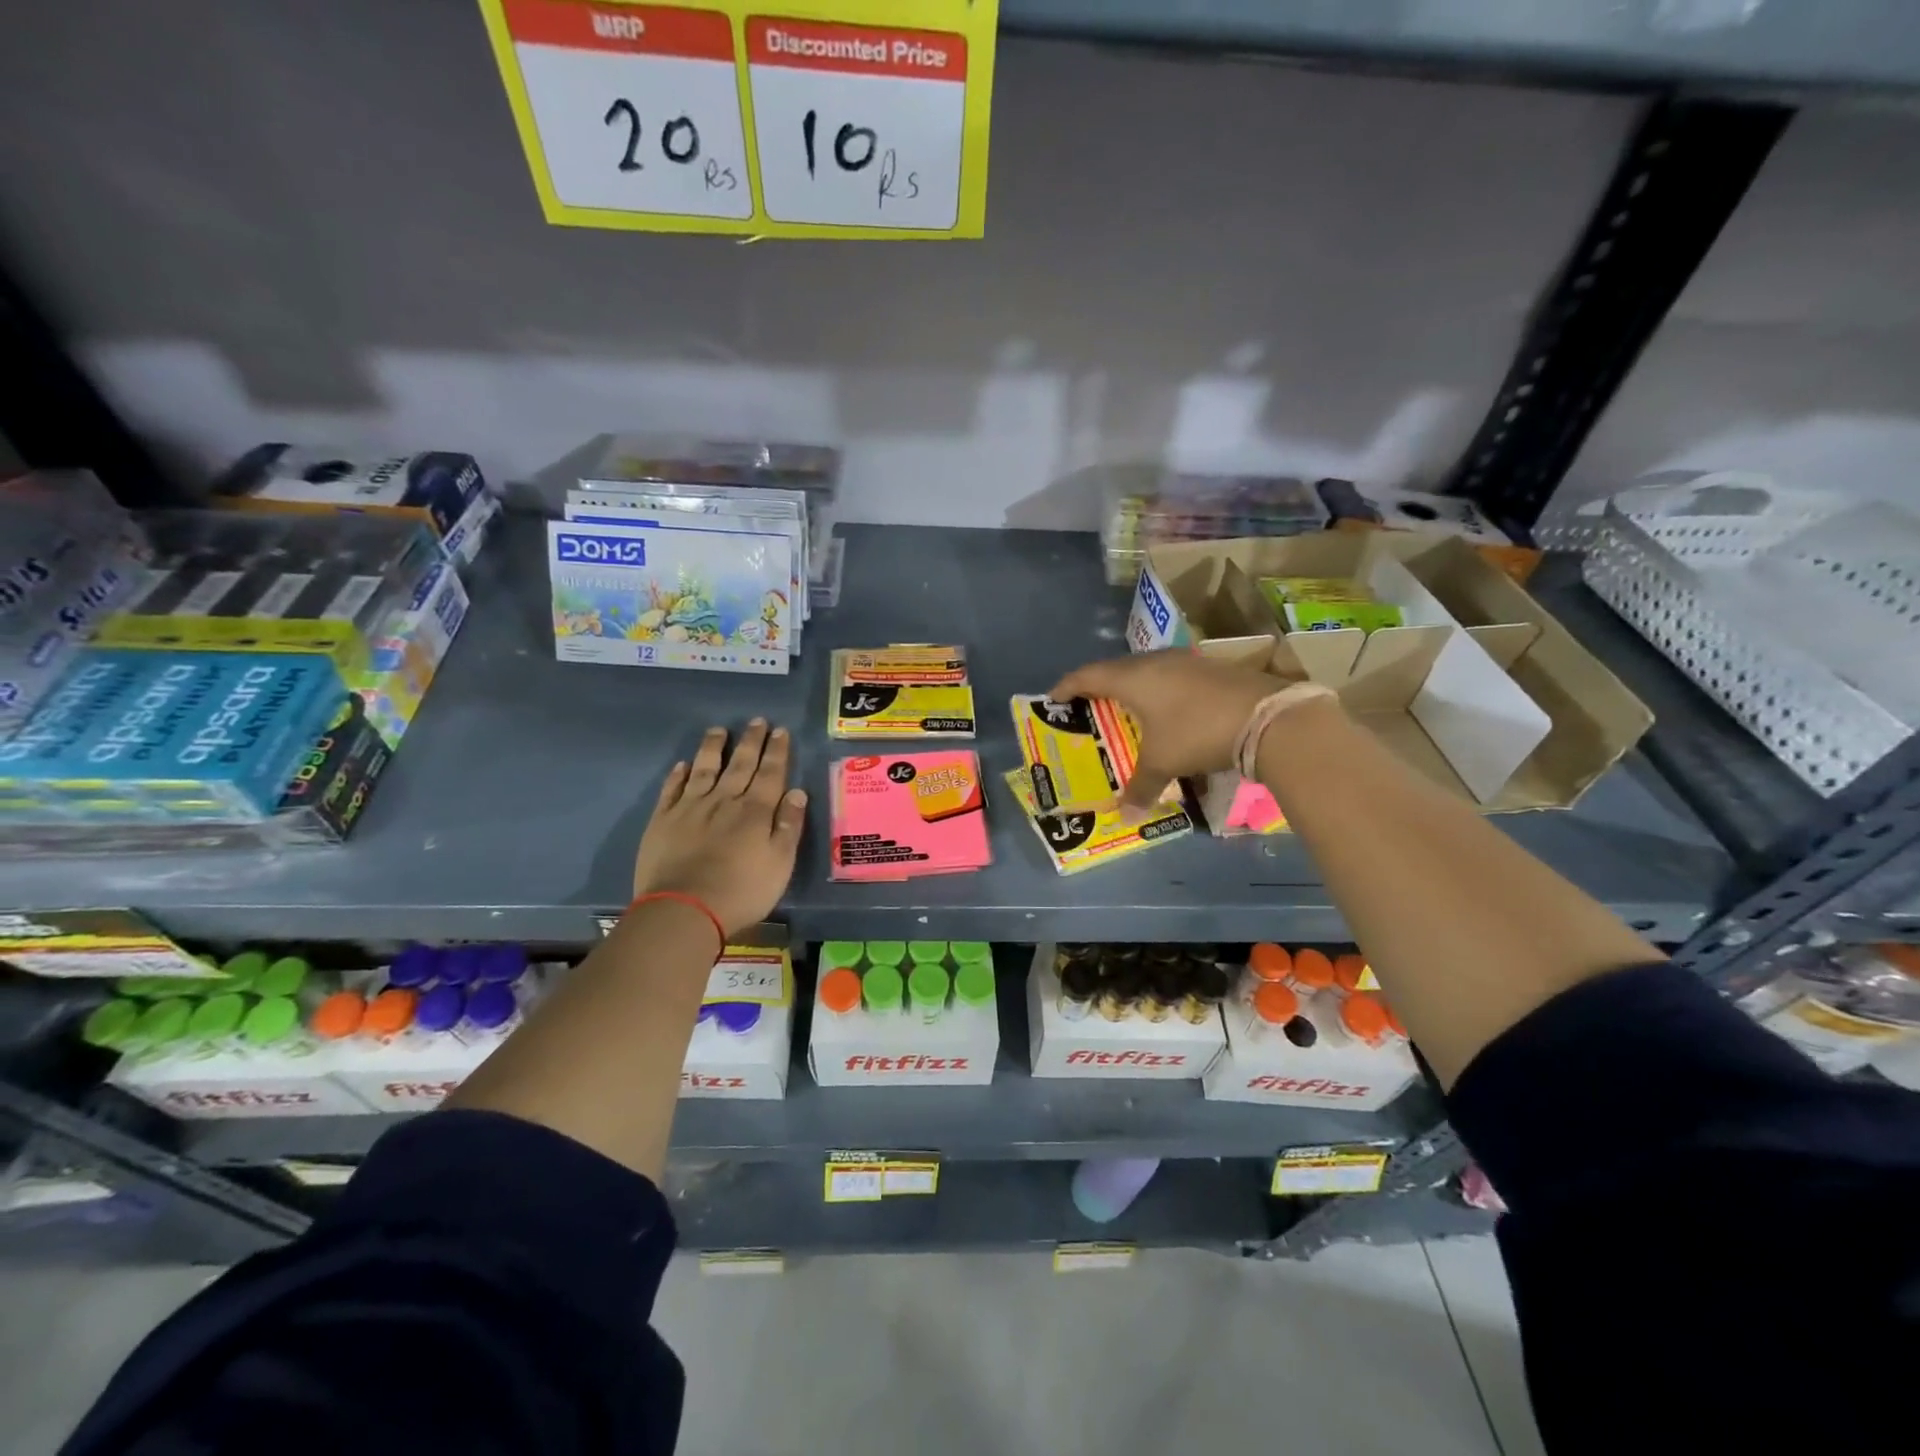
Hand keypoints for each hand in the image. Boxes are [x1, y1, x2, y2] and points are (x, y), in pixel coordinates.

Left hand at [631, 719, 807, 935]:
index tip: (780, 731)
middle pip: (739, 764)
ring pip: (704, 768)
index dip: (776, 751)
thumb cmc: (742, 891)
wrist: (684, 910)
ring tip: (719, 730)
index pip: (770, 773)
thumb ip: (789, 826)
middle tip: (757, 720)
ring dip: (713, 747)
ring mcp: (690, 808)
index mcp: (755, 811)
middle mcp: (724, 800)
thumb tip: (796, 792)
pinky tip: (683, 764)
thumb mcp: (780, 863)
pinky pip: (672, 789)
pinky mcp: (663, 821)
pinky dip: (679, 774)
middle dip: (750, 741)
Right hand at [1049, 651, 1285, 815]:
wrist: (1267, 717)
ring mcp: (1187, 661)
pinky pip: (1173, 675)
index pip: (1088, 675)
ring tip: (1128, 707)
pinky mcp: (1212, 668)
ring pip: (1148, 669)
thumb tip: (1124, 816)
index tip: (1054, 698)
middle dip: (1100, 686)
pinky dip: (1161, 690)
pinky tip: (1169, 708)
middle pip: (1117, 669)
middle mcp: (1156, 662)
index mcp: (1133, 678)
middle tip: (1090, 704)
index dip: (1067, 686)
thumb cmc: (1197, 733)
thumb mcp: (1164, 763)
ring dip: (1134, 686)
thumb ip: (1141, 787)